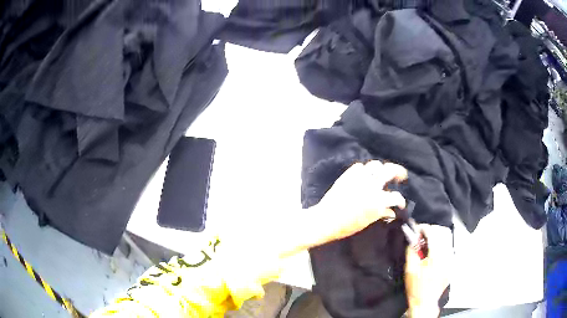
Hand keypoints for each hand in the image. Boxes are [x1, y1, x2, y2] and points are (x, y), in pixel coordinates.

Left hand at [280, 161, 407, 256]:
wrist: (325, 220)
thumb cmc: (346, 226)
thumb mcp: (367, 222)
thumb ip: (380, 214)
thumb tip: (392, 212)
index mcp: (377, 200)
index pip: (396, 197)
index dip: (401, 200)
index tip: (400, 203)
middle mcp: (371, 186)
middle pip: (390, 170)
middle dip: (398, 171)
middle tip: (400, 175)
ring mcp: (359, 179)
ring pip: (375, 165)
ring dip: (381, 168)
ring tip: (381, 173)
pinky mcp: (347, 176)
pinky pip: (359, 167)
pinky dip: (363, 170)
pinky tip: (364, 176)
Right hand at [405, 224, 452, 317]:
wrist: (425, 302)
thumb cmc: (416, 287)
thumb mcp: (409, 269)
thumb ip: (411, 250)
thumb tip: (412, 237)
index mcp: (436, 257)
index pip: (433, 232)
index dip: (424, 228)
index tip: (417, 229)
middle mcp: (447, 256)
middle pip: (443, 231)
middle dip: (432, 230)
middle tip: (422, 236)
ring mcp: (452, 259)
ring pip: (448, 238)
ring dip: (437, 236)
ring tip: (427, 244)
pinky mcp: (453, 263)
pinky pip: (449, 247)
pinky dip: (441, 245)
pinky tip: (433, 252)